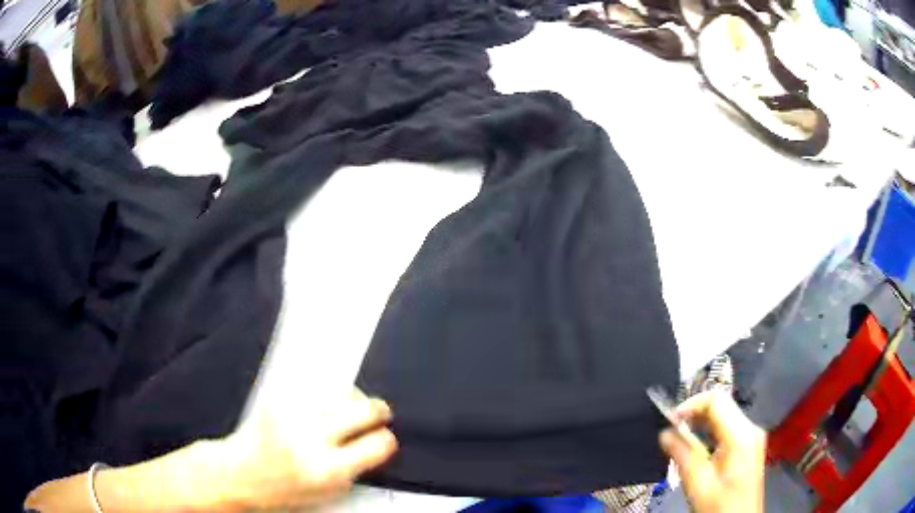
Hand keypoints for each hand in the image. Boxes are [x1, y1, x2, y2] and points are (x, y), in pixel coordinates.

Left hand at [224, 388, 397, 509]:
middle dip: (378, 410)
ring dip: (353, 399)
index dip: (386, 440)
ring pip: (342, 391)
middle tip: (379, 413)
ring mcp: (291, 414)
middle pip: (363, 409)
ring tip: (351, 407)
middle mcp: (310, 439)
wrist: (238, 475)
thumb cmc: (283, 491)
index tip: (385, 438)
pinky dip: (326, 394)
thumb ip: (355, 469)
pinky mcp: (277, 398)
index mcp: (327, 471)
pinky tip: (323, 404)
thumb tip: (376, 442)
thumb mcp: (328, 493)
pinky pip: (316, 387)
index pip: (377, 444)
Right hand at [659, 391, 765, 512]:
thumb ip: (682, 455)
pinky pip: (729, 428)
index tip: (670, 420)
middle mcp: (751, 428)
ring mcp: (753, 437)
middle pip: (722, 405)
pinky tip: (697, 448)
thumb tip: (665, 434)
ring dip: (701, 423)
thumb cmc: (719, 505)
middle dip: (695, 414)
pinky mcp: (750, 446)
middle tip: (672, 430)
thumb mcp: (697, 483)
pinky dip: (710, 432)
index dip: (691, 405)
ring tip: (680, 439)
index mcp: (741, 435)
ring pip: (725, 415)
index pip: (716, 400)